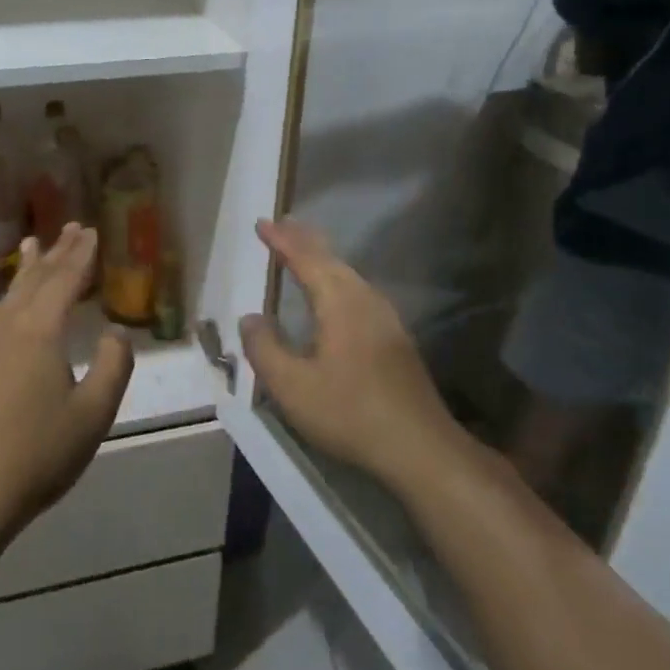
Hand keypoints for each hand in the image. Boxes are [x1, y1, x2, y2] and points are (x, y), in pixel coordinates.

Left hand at [0, 223, 134, 550]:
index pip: (65, 279)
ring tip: (35, 245)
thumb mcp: (91, 415)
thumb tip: (115, 333)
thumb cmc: (35, 455)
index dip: (82, 254)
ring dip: (29, 268)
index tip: (93, 231)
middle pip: (36, 278)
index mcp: (38, 330)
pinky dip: (12, 294)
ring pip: (11, 293)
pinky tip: (11, 302)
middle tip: (72, 227)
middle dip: (57, 251)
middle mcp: (5, 325)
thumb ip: (112, 366)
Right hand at [239, 219, 459, 489]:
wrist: (419, 446)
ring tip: (303, 249)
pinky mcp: (394, 337)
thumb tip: (249, 318)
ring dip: (322, 258)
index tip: (261, 223)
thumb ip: (264, 348)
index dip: (282, 240)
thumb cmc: (349, 412)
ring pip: (347, 274)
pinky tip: (334, 293)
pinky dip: (336, 278)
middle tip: (282, 225)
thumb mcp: (291, 386)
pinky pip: (357, 290)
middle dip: (304, 240)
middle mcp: (364, 299)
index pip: (305, 258)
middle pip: (331, 259)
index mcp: (339, 302)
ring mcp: (384, 317)